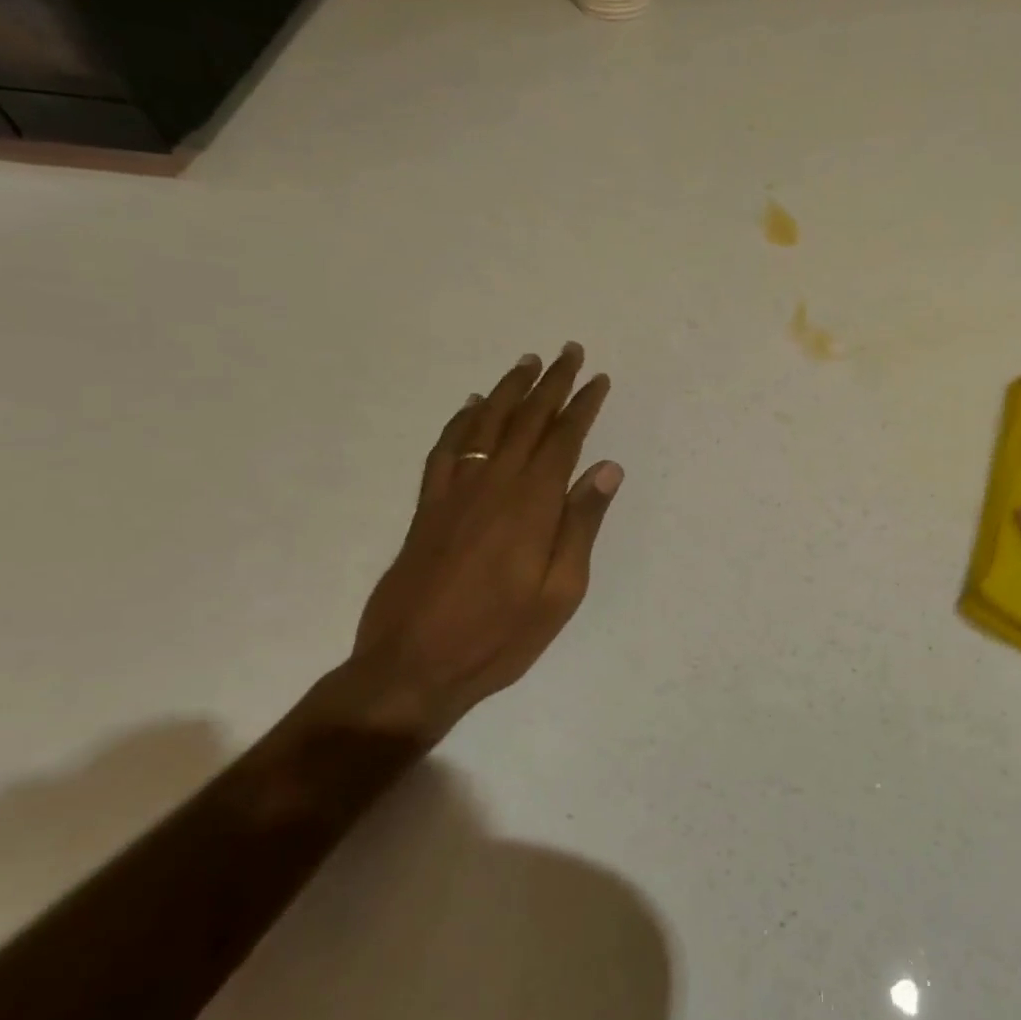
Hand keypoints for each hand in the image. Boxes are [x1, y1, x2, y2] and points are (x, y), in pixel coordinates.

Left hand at [343, 343, 622, 740]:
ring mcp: (455, 492)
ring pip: (485, 424)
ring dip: (508, 389)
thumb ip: (582, 525)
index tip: (599, 380)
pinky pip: (446, 450)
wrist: (412, 667)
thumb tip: (607, 469)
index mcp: (532, 504)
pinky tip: (471, 407)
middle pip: (526, 420)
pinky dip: (461, 422)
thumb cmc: (499, 635)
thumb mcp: (560, 591)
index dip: (583, 406)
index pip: (564, 439)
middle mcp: (494, 485)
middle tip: (569, 352)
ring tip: (527, 362)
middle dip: (551, 383)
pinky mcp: (428, 507)